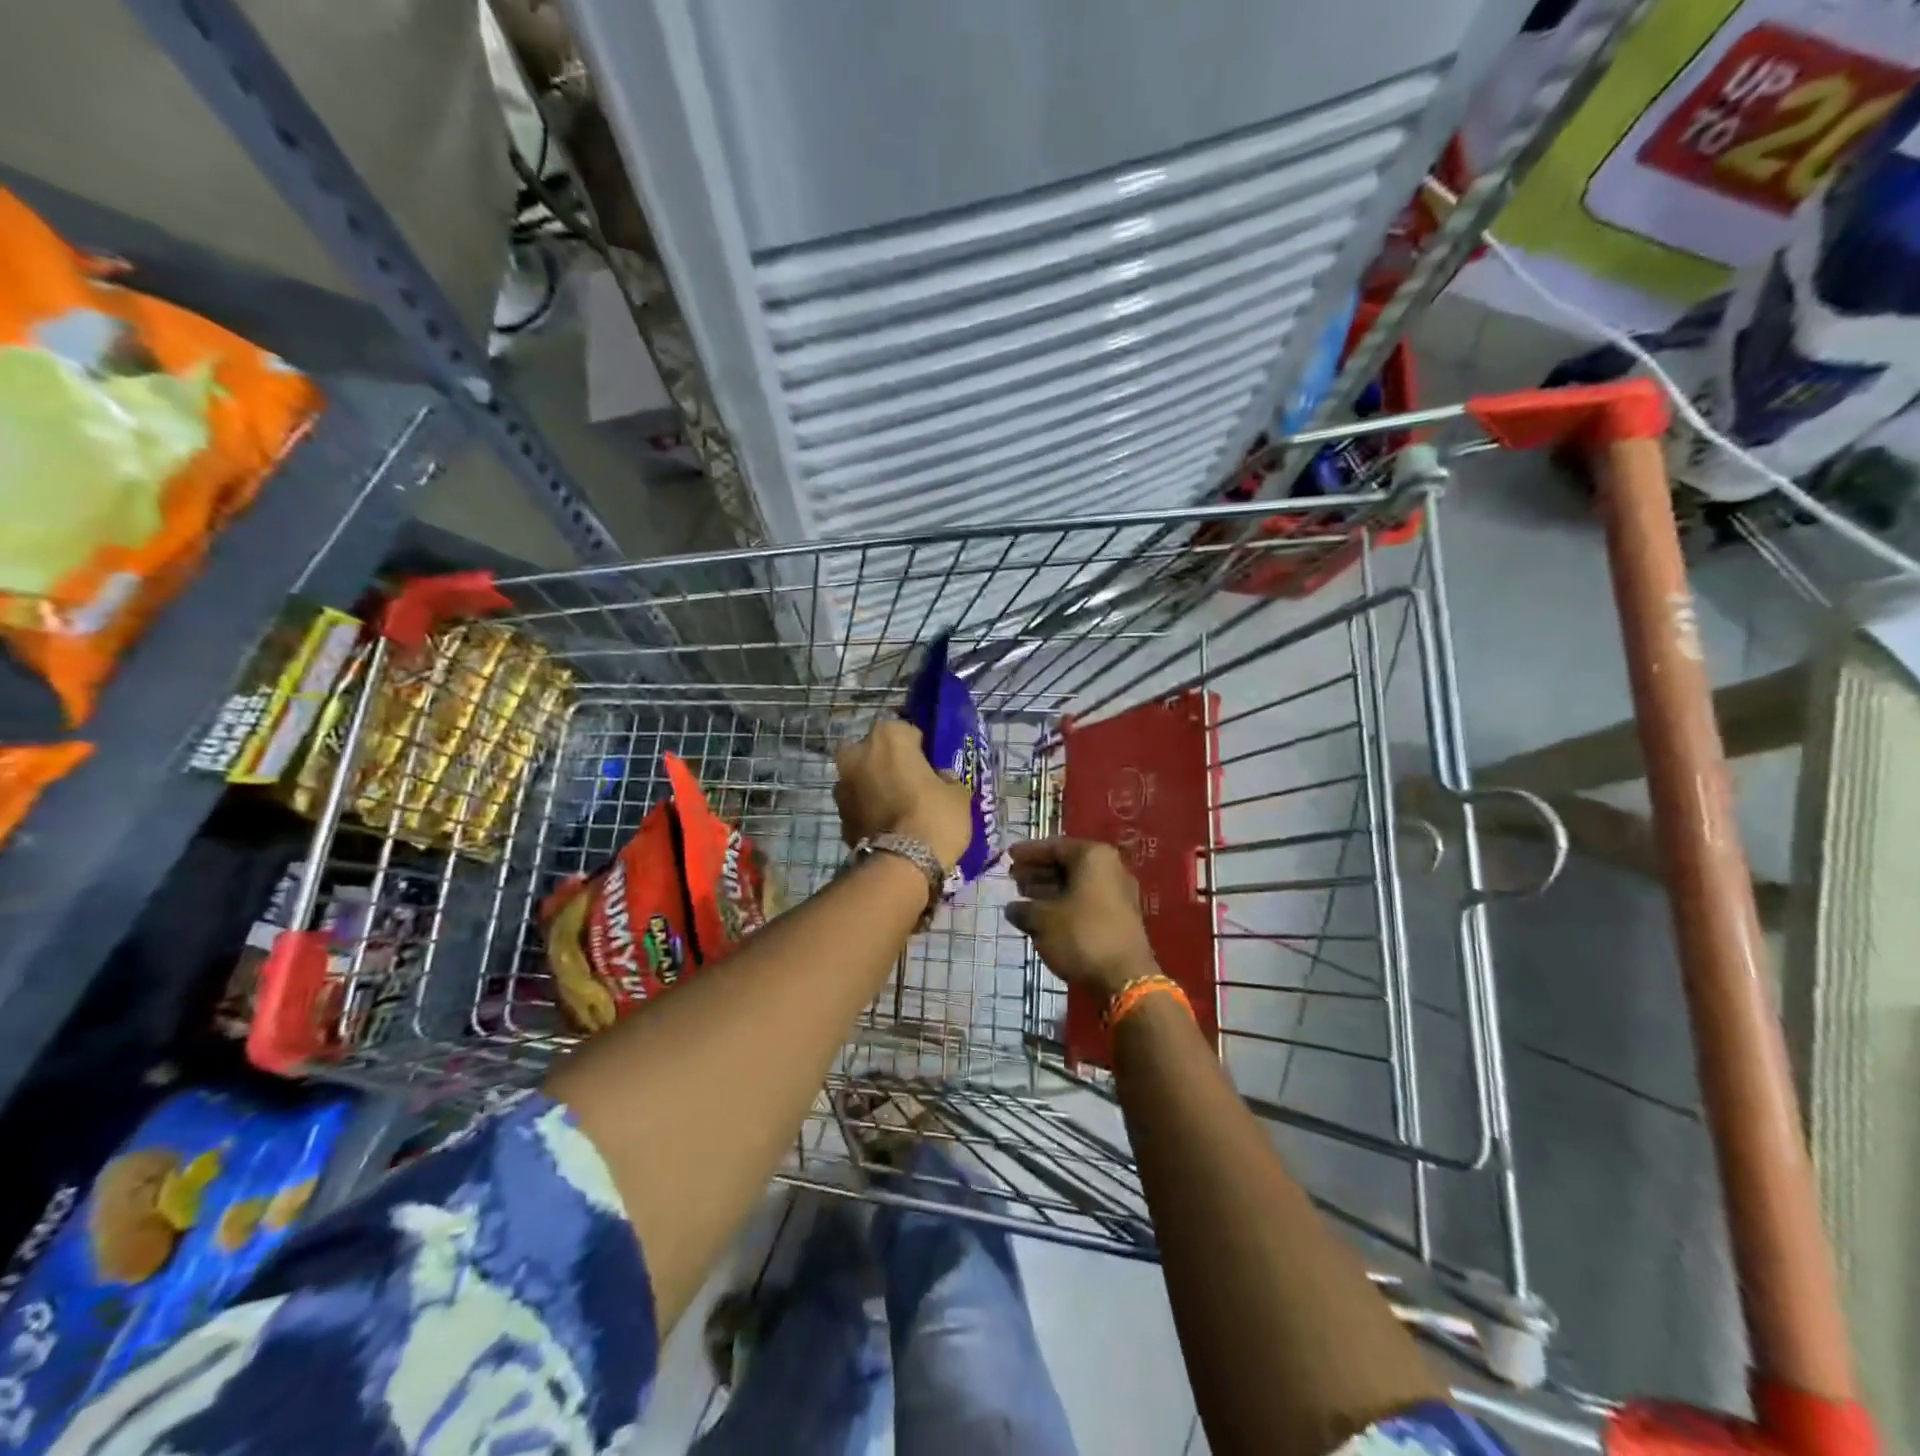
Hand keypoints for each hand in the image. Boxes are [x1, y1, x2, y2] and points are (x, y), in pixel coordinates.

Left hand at [833, 719, 973, 871]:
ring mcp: (842, 784)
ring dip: (874, 785)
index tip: (930, 766)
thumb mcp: (958, 793)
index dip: (920, 749)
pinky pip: (858, 803)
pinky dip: (868, 809)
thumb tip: (939, 776)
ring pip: (862, 776)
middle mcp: (858, 752)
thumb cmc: (934, 816)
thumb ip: (946, 777)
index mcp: (888, 735)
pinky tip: (886, 825)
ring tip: (897, 807)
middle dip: (888, 762)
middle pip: (876, 751)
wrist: (901, 864)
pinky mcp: (838, 814)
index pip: (907, 732)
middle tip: (910, 783)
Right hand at [1005, 837, 1157, 998]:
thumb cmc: (1081, 936)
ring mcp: (1118, 893)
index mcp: (1093, 857)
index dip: (1029, 852)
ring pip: (1076, 883)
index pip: (1055, 846)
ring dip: (1049, 888)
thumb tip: (1013, 908)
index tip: (1008, 857)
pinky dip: (1063, 903)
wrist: (1125, 978)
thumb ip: (1023, 909)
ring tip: (1022, 897)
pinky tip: (1043, 916)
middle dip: (1038, 870)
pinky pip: (1085, 899)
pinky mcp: (1119, 916)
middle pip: (1067, 863)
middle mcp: (1110, 868)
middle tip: (1013, 878)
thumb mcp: (1043, 920)